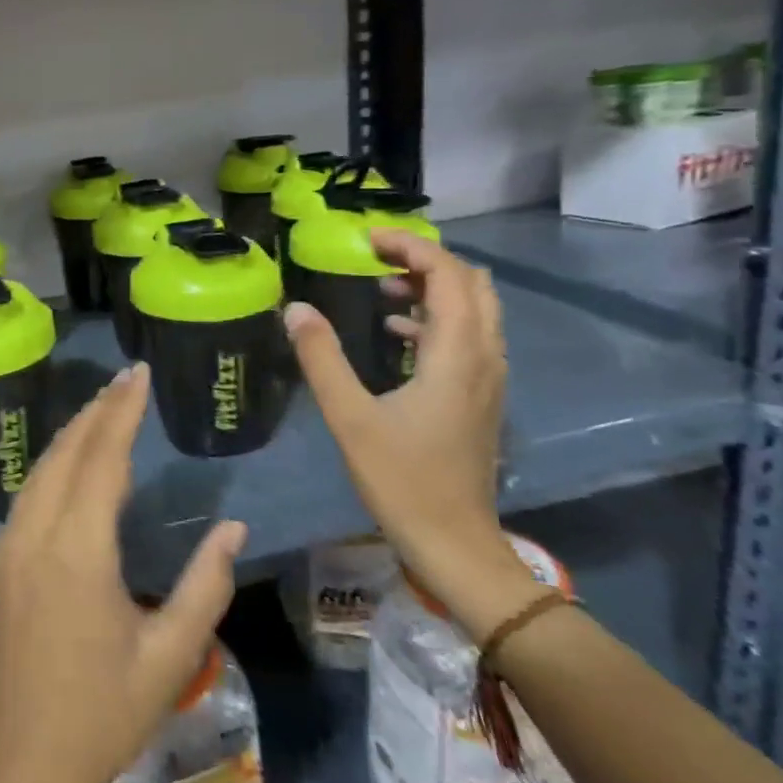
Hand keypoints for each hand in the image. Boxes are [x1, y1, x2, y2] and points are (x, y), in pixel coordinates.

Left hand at [0, 364, 246, 782]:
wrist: (13, 766)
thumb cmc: (99, 716)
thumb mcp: (168, 658)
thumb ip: (205, 586)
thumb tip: (233, 528)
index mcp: (78, 550)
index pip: (102, 458)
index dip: (122, 412)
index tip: (138, 374)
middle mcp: (34, 534)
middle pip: (65, 453)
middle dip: (97, 411)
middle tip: (125, 380)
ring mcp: (4, 547)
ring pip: (39, 472)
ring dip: (71, 437)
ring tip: (102, 411)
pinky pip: (26, 499)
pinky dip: (52, 470)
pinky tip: (70, 470)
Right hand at [284, 231, 536, 642]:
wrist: (455, 543)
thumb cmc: (402, 479)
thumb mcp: (350, 416)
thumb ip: (321, 357)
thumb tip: (295, 308)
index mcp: (456, 355)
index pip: (449, 276)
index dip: (411, 247)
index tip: (367, 239)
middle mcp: (483, 358)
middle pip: (472, 285)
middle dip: (427, 261)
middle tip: (377, 257)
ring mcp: (488, 380)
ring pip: (475, 311)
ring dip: (434, 288)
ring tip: (381, 286)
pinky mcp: (480, 398)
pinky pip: (468, 336)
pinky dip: (436, 318)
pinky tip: (395, 332)